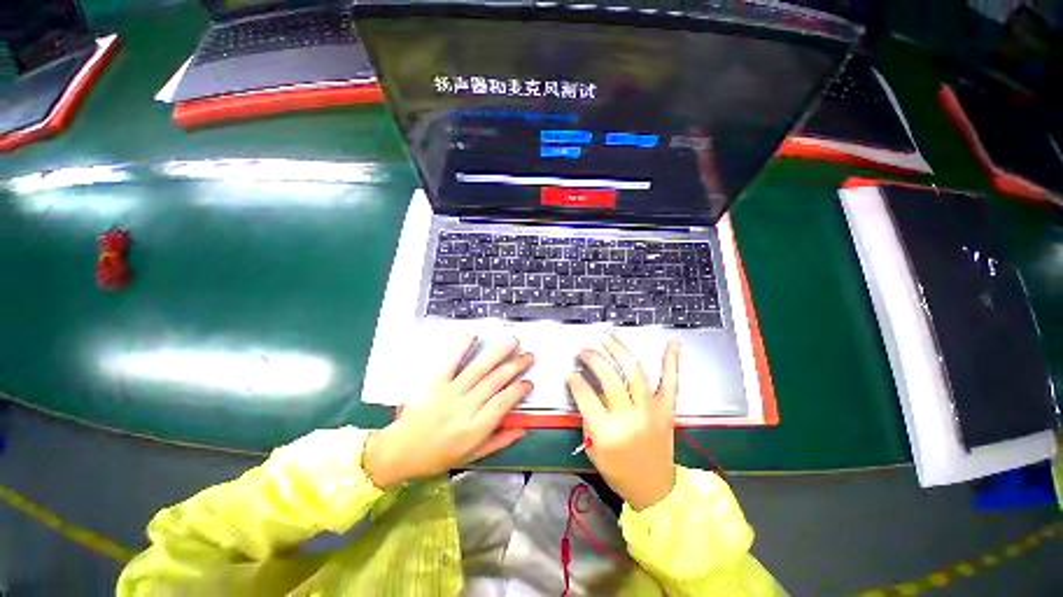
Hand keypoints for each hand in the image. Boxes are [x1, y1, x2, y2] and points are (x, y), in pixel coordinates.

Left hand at [364, 336, 532, 488]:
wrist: (399, 451)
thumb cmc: (438, 456)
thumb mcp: (471, 456)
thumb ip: (499, 441)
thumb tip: (523, 429)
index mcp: (473, 430)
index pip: (502, 404)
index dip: (518, 391)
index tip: (529, 382)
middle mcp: (463, 408)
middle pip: (494, 382)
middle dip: (515, 366)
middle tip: (529, 356)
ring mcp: (448, 393)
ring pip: (478, 369)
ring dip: (497, 353)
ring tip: (513, 341)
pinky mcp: (434, 383)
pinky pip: (450, 362)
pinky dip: (462, 346)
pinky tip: (474, 334)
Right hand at [568, 337, 679, 510]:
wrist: (654, 489)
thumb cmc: (618, 471)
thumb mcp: (593, 448)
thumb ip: (587, 417)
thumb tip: (583, 388)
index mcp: (607, 433)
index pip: (586, 395)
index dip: (575, 381)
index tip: (572, 373)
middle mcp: (630, 418)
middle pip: (610, 378)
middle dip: (594, 360)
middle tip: (585, 352)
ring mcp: (651, 411)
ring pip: (635, 373)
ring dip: (620, 351)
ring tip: (607, 339)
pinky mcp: (667, 410)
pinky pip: (670, 382)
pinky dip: (671, 362)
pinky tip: (672, 343)